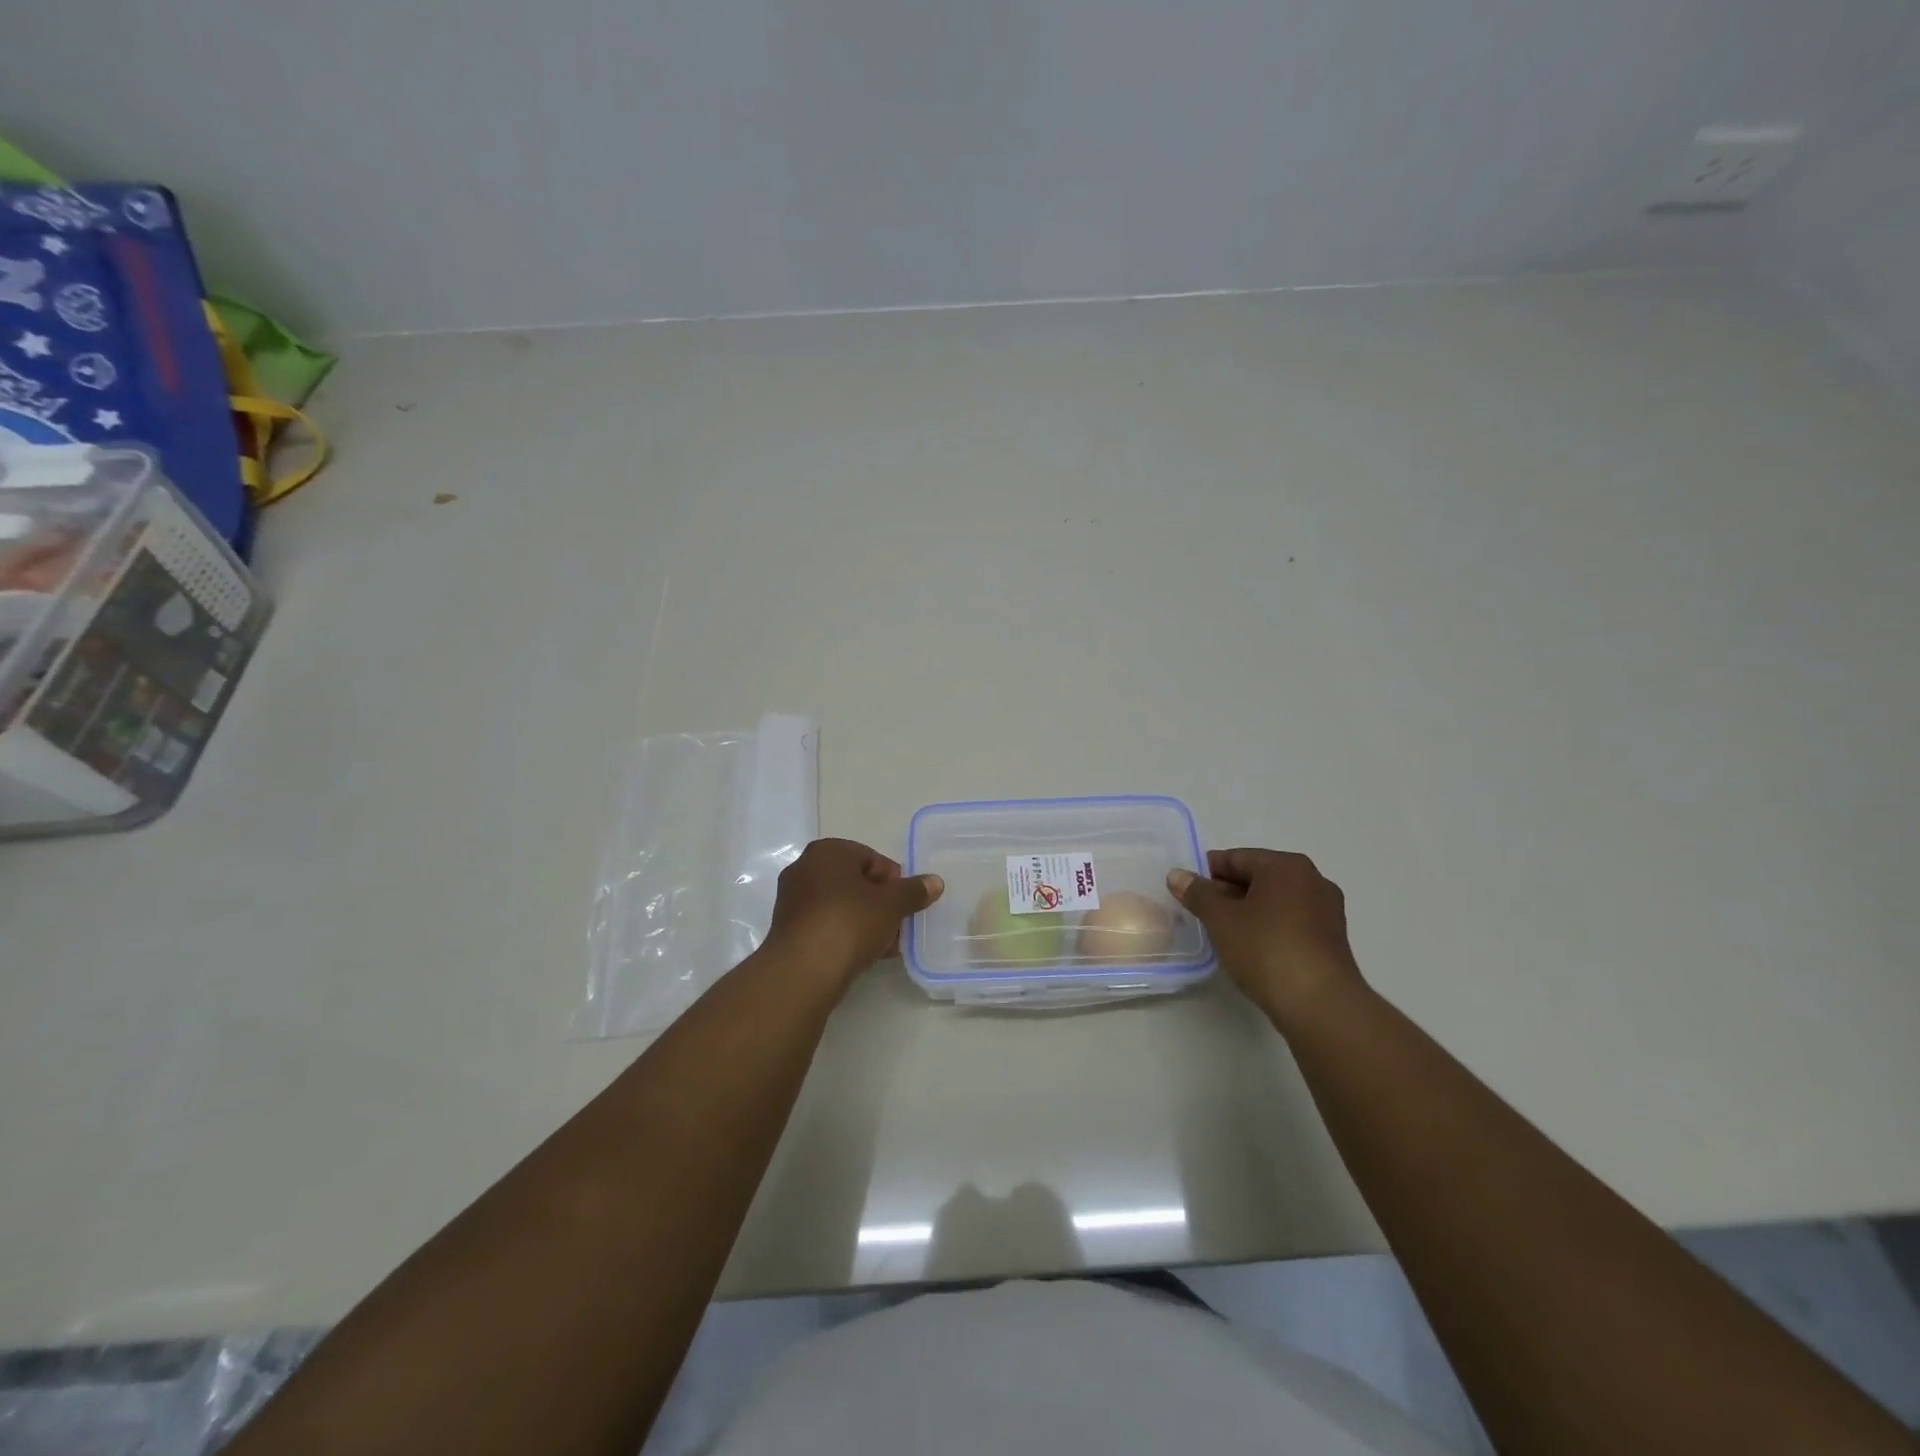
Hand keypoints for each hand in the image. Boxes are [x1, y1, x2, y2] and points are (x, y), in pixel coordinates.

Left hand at [765, 839, 944, 992]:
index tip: (906, 904)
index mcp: (826, 852)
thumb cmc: (849, 923)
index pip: (871, 858)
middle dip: (881, 903)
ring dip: (867, 922)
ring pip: (842, 906)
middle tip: (899, 925)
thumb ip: (914, 891)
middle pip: (856, 882)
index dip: (894, 881)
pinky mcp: (789, 931)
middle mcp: (804, 869)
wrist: (803, 972)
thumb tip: (935, 881)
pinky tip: (867, 955)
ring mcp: (793, 901)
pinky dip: (847, 935)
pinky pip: (827, 926)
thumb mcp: (892, 905)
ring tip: (887, 945)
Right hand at [1168, 849, 1364, 1025]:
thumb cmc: (1266, 949)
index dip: (1208, 871)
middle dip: (1227, 891)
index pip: (1237, 858)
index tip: (1186, 888)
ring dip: (1247, 910)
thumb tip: (1177, 875)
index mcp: (1286, 866)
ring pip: (1275, 901)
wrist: (1320, 1005)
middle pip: (1258, 877)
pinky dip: (1268, 927)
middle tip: (1199, 911)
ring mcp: (1326, 911)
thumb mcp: (1221, 919)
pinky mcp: (1331, 940)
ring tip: (1221, 931)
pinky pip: (1290, 922)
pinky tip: (1250, 947)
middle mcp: (1312, 880)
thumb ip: (1197, 893)